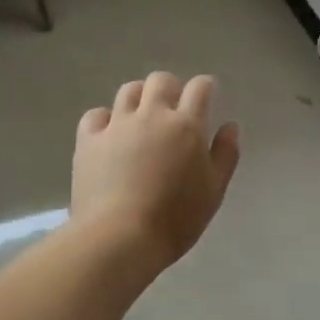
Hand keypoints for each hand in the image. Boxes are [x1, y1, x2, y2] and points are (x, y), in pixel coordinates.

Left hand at [72, 72, 240, 269]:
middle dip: (171, 88)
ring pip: (128, 91)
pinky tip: (109, 134)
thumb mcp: (214, 191)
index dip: (205, 87)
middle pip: (160, 81)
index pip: (199, 88)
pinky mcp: (88, 140)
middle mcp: (151, 115)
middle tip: (173, 107)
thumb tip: (230, 127)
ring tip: (141, 116)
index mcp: (186, 126)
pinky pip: (96, 115)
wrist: (120, 238)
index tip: (207, 94)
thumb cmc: (176, 219)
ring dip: (139, 97)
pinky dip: (105, 119)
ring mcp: (117, 125)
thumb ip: (225, 155)